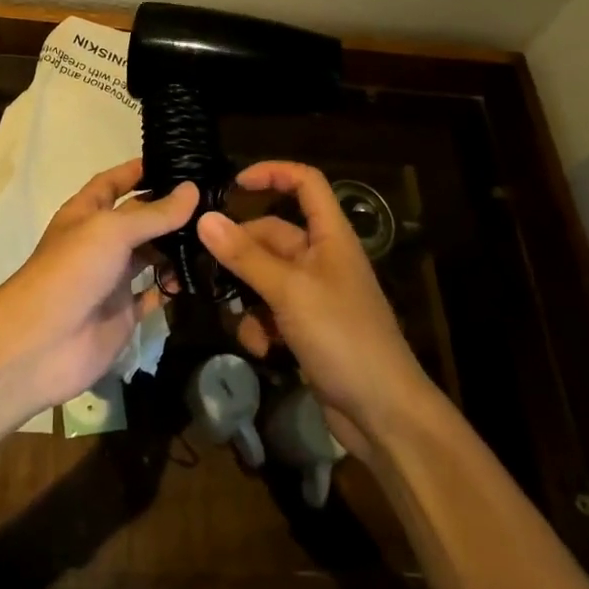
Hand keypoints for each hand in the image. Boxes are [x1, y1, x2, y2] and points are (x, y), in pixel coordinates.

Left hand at [0, 159, 198, 413]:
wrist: (40, 345)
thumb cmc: (70, 271)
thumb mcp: (111, 231)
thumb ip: (154, 213)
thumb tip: (192, 189)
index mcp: (86, 213)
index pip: (113, 182)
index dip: (139, 170)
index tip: (177, 160)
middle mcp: (100, 242)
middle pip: (139, 219)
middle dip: (169, 210)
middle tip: (214, 200)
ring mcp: (112, 279)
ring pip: (151, 255)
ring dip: (177, 247)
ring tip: (217, 235)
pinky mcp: (124, 313)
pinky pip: (154, 293)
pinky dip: (175, 285)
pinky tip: (205, 275)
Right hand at [197, 161, 434, 456]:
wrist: (383, 414)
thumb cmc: (343, 337)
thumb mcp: (289, 291)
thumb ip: (245, 256)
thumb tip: (204, 218)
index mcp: (330, 236)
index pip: (305, 183)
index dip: (272, 174)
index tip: (234, 185)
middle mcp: (322, 258)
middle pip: (272, 235)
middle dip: (241, 254)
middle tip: (209, 269)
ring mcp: (314, 295)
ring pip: (264, 276)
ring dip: (246, 297)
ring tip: (240, 321)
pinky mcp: (307, 328)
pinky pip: (270, 311)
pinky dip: (259, 326)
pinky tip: (261, 350)